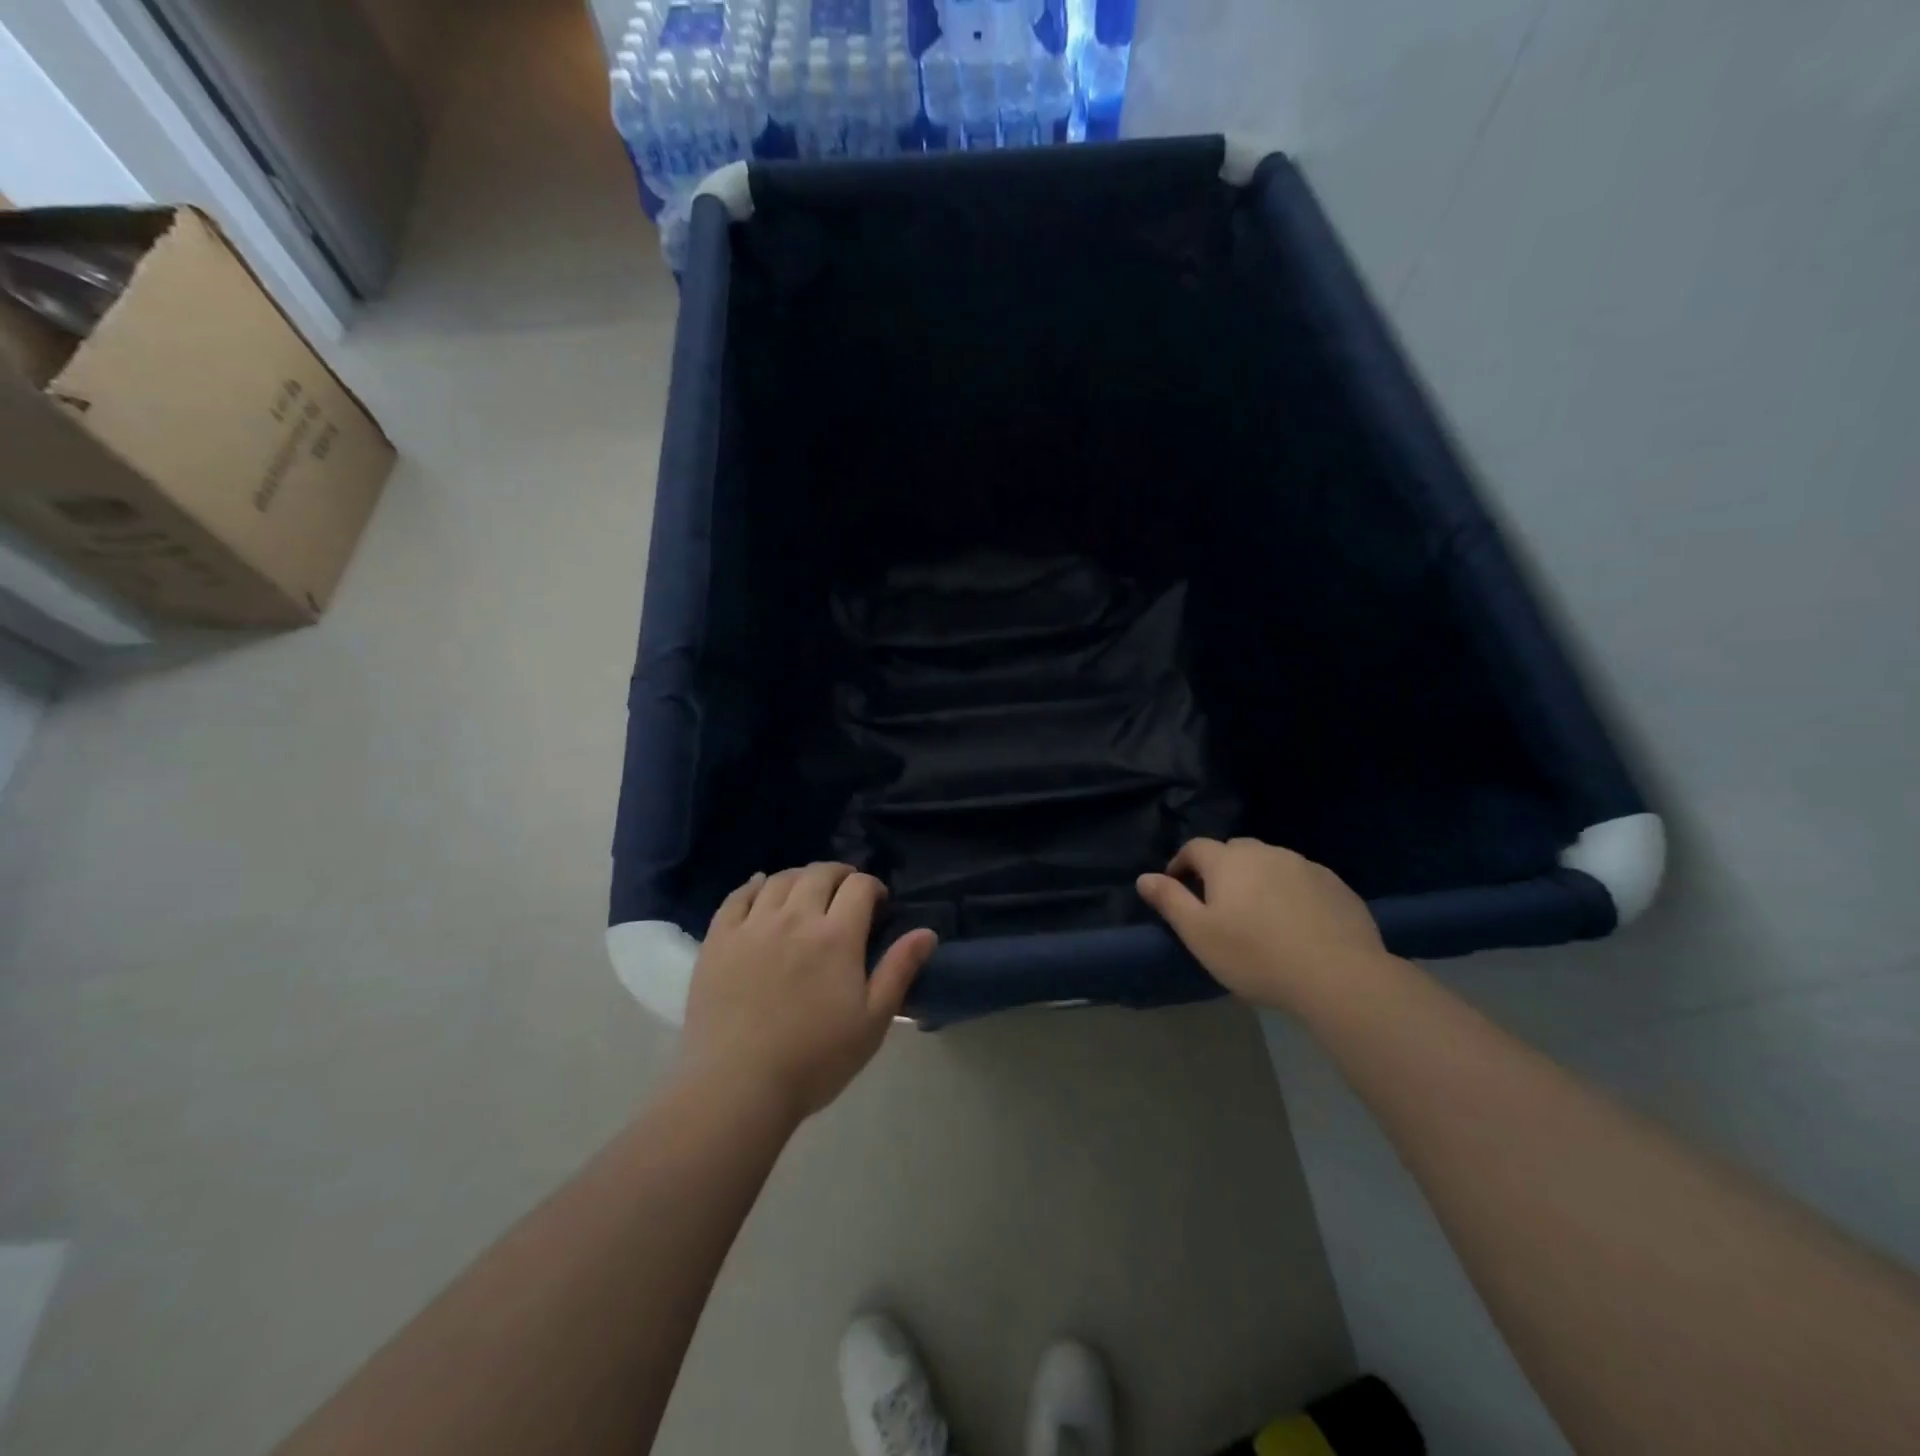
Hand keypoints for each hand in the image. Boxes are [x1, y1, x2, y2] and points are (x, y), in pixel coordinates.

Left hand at [680, 863, 937, 1121]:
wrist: (737, 1087)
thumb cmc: (814, 1059)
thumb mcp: (872, 1021)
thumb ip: (899, 970)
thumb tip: (928, 932)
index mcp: (836, 936)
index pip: (859, 886)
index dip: (873, 887)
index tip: (878, 905)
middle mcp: (795, 918)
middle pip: (819, 874)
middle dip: (840, 875)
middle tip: (846, 893)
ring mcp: (752, 925)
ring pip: (780, 879)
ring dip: (801, 877)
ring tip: (807, 892)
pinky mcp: (719, 939)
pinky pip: (738, 896)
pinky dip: (755, 885)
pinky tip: (762, 888)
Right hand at [1136, 837, 1389, 1012]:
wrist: (1338, 976)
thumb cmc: (1255, 955)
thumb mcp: (1199, 934)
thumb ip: (1170, 901)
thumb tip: (1144, 877)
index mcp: (1229, 861)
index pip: (1196, 847)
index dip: (1181, 862)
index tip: (1176, 885)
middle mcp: (1266, 853)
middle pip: (1235, 851)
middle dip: (1221, 869)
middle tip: (1218, 902)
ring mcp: (1305, 866)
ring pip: (1272, 863)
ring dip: (1259, 879)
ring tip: (1260, 914)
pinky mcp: (1336, 885)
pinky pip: (1303, 880)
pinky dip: (1292, 893)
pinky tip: (1297, 923)